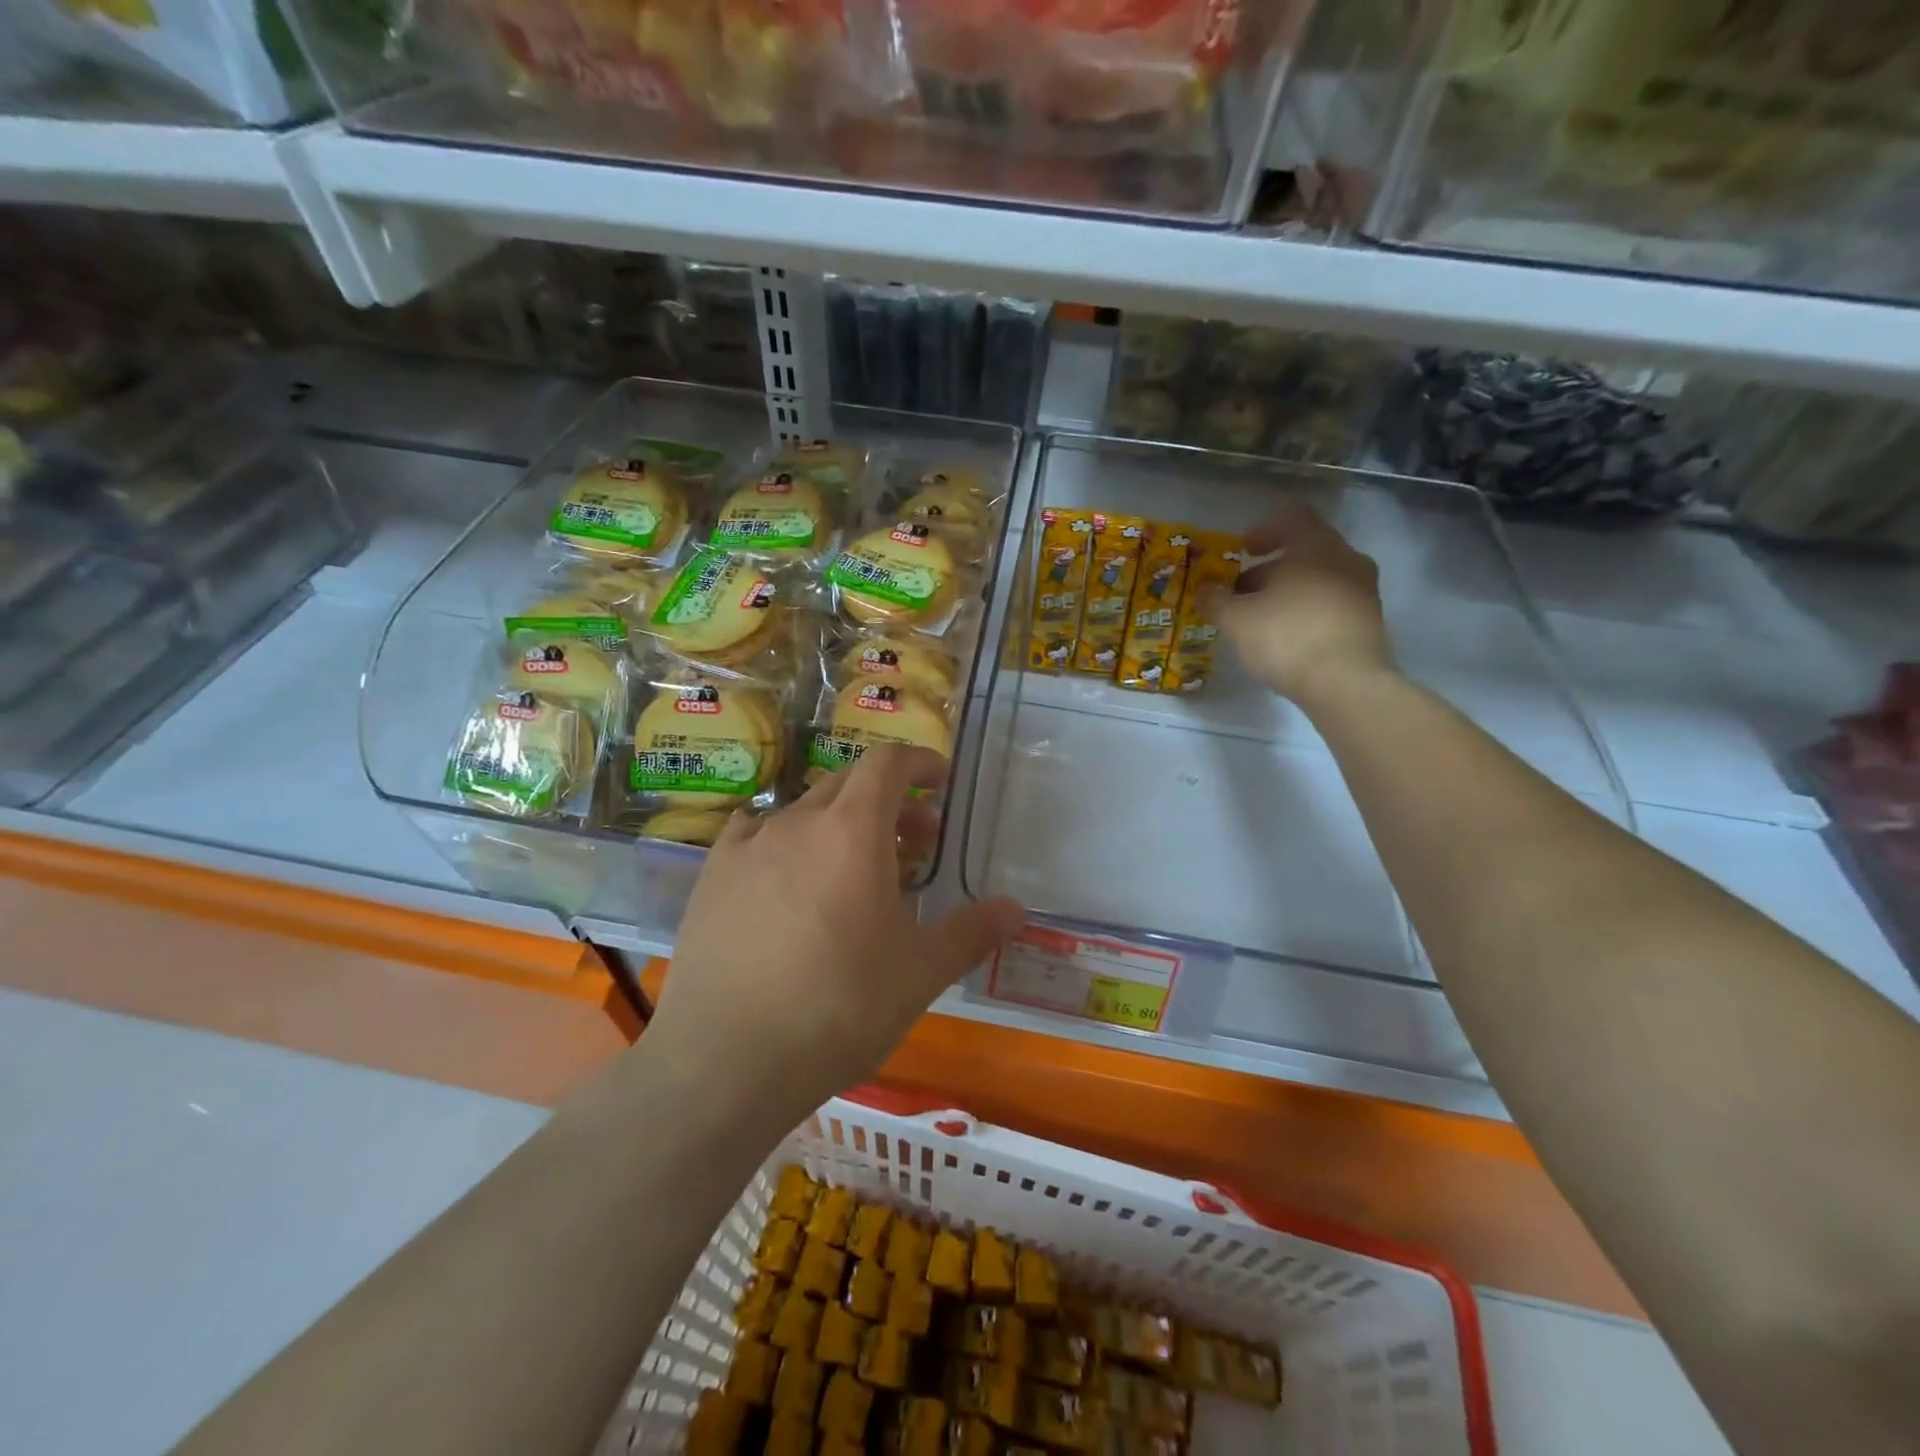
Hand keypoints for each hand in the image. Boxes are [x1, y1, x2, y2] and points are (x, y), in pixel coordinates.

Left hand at [649, 745, 1023, 1116]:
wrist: (724, 1060)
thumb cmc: (838, 1007)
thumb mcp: (920, 973)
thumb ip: (972, 932)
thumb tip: (1015, 909)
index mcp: (852, 830)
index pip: (888, 763)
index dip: (919, 762)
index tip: (941, 782)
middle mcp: (796, 821)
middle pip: (849, 784)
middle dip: (889, 802)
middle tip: (915, 845)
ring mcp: (746, 847)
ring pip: (803, 812)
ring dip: (839, 825)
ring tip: (854, 873)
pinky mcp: (710, 878)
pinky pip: (755, 837)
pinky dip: (786, 845)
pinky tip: (787, 884)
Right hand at [1209, 504, 1390, 706]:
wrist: (1345, 683)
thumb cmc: (1286, 637)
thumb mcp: (1236, 620)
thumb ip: (1216, 600)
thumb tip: (1204, 589)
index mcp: (1316, 546)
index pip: (1292, 518)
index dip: (1263, 531)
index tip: (1243, 552)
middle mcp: (1346, 559)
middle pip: (1304, 551)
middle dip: (1269, 570)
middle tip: (1242, 594)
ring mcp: (1363, 590)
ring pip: (1318, 579)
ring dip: (1288, 592)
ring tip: (1261, 620)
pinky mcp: (1369, 621)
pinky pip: (1332, 603)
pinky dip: (1307, 611)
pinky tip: (1287, 638)